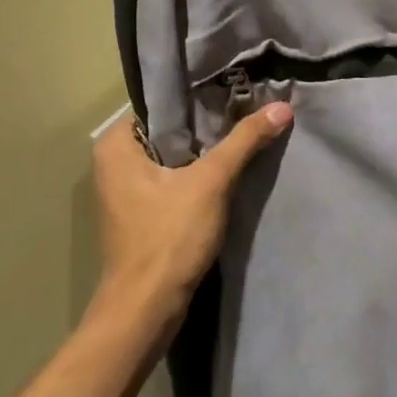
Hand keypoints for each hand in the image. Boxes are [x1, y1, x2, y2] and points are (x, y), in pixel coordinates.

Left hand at [91, 103, 292, 322]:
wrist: (146, 309)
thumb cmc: (168, 236)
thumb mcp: (211, 182)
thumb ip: (245, 141)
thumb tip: (282, 106)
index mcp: (115, 144)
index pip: (161, 103)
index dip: (199, 95)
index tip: (236, 87)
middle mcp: (114, 162)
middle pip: (170, 129)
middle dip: (206, 123)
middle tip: (247, 106)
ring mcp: (125, 190)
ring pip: (173, 155)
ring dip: (204, 150)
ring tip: (244, 130)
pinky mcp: (141, 214)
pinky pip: (172, 179)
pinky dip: (197, 174)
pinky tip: (228, 168)